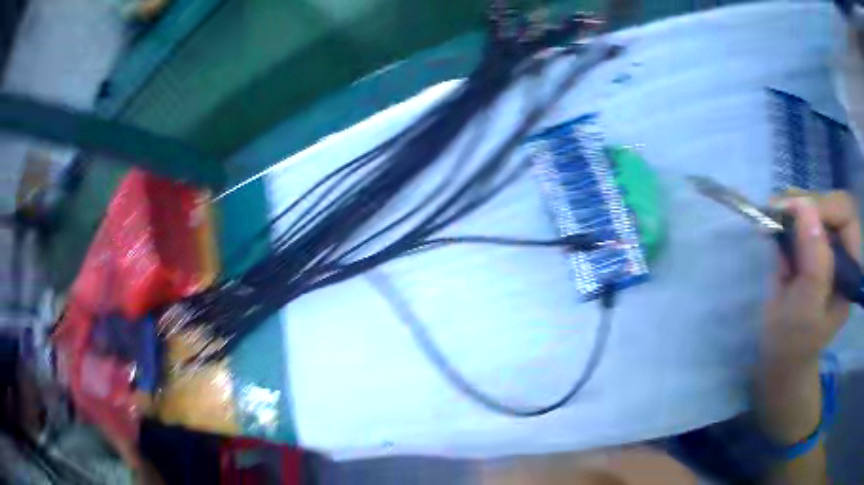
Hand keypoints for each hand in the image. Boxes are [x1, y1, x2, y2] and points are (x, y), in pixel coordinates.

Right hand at [763, 192, 860, 369]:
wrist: (779, 355)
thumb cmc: (794, 342)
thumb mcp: (806, 311)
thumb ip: (814, 264)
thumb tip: (805, 207)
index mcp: (849, 270)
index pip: (847, 218)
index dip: (827, 207)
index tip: (797, 212)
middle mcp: (842, 251)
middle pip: (831, 205)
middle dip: (806, 204)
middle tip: (779, 211)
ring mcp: (826, 246)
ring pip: (816, 206)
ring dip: (793, 207)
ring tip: (772, 219)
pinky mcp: (811, 245)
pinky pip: (802, 216)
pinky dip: (786, 216)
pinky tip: (774, 228)